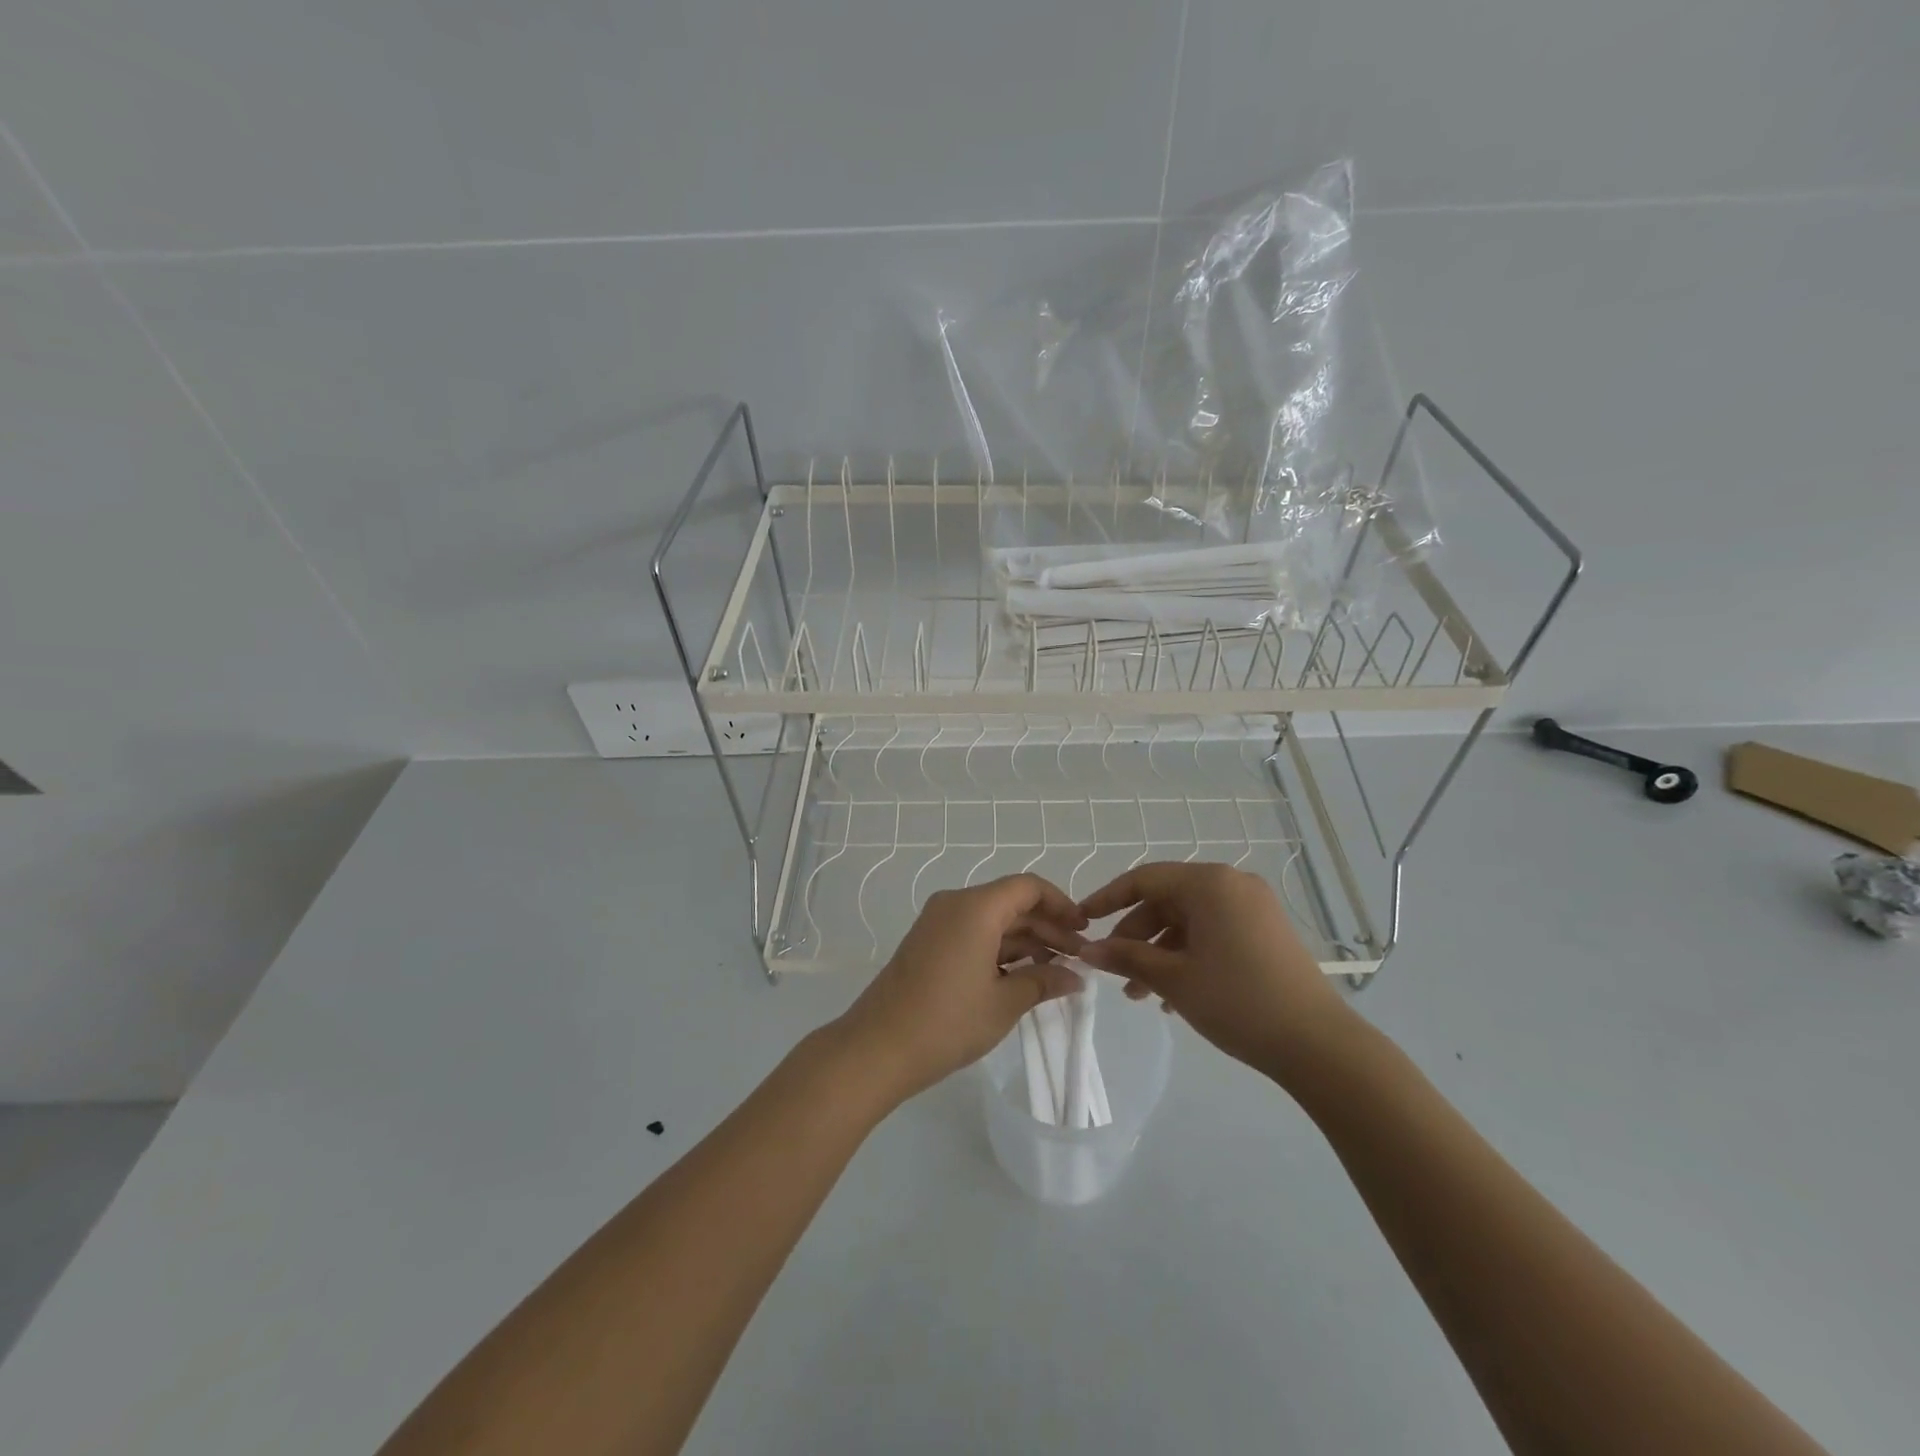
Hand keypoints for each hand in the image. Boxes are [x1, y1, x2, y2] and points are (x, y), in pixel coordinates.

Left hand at [833, 875, 1088, 1104]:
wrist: (877, 1047)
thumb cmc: (947, 1021)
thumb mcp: (1004, 1003)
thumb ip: (1043, 982)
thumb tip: (1075, 977)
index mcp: (975, 907)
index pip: (1028, 887)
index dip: (1060, 904)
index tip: (1083, 930)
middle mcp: (955, 904)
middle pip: (1011, 902)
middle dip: (1047, 927)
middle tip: (1078, 959)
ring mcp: (937, 923)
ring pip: (993, 919)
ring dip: (1025, 940)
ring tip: (1056, 971)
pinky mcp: (928, 943)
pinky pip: (973, 933)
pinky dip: (1000, 948)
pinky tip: (1022, 975)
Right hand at [1076, 862, 1353, 1076]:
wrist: (1318, 1044)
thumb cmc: (1237, 1001)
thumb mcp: (1174, 979)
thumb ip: (1126, 957)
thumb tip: (1086, 950)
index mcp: (1209, 883)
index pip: (1144, 879)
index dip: (1107, 899)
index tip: (1081, 921)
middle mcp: (1232, 885)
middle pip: (1167, 901)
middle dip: (1135, 937)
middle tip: (1113, 971)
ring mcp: (1253, 908)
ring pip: (1189, 922)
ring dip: (1159, 953)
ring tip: (1140, 995)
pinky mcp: (1266, 932)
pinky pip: (1213, 933)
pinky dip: (1188, 957)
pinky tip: (1173, 997)